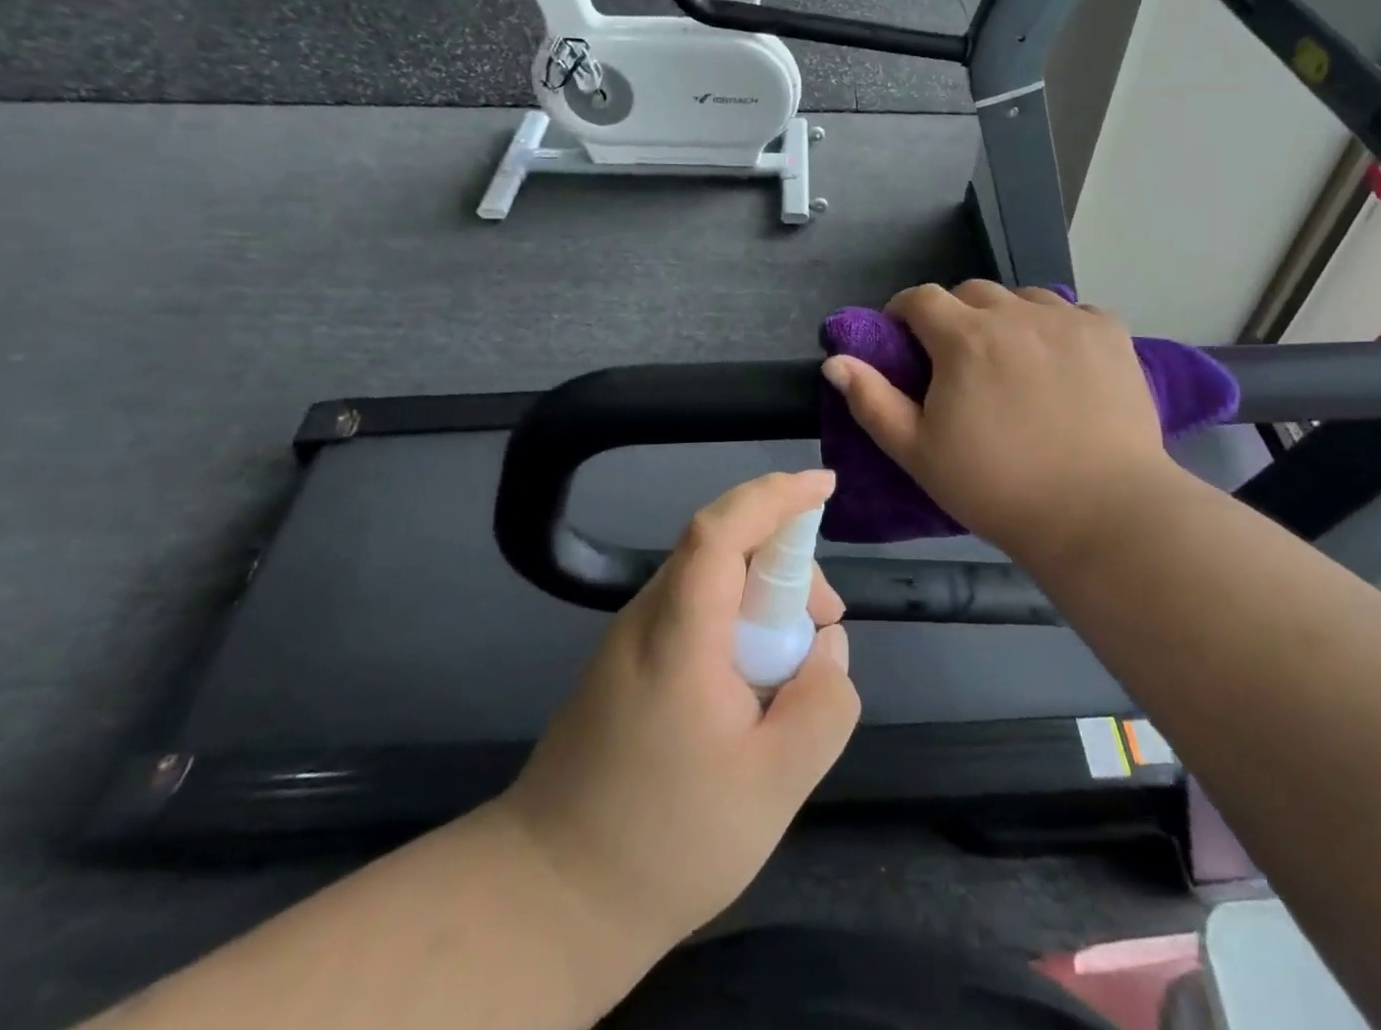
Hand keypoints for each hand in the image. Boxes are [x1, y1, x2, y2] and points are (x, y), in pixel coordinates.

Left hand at [496, 471, 859, 972]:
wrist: (550, 895)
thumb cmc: (666, 840)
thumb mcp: (774, 785)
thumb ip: (822, 705)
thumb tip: (830, 647)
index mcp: (678, 634)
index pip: (721, 530)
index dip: (775, 496)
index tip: (824, 485)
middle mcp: (647, 618)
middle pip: (721, 548)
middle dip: (786, 560)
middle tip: (826, 621)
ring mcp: (630, 640)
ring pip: (709, 579)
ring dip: (763, 594)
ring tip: (799, 658)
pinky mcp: (626, 664)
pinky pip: (693, 612)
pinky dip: (737, 619)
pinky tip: (756, 678)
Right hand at [821, 281, 1175, 561]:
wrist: (1101, 513)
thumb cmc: (998, 487)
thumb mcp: (917, 453)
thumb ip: (872, 401)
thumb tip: (836, 361)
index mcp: (964, 338)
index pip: (921, 298)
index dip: (905, 313)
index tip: (905, 341)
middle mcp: (1016, 313)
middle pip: (972, 292)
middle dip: (954, 315)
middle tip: (958, 360)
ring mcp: (1069, 320)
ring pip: (1023, 298)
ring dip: (1006, 318)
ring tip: (1011, 359)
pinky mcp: (1110, 333)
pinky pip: (1072, 313)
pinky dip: (1056, 327)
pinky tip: (1060, 363)